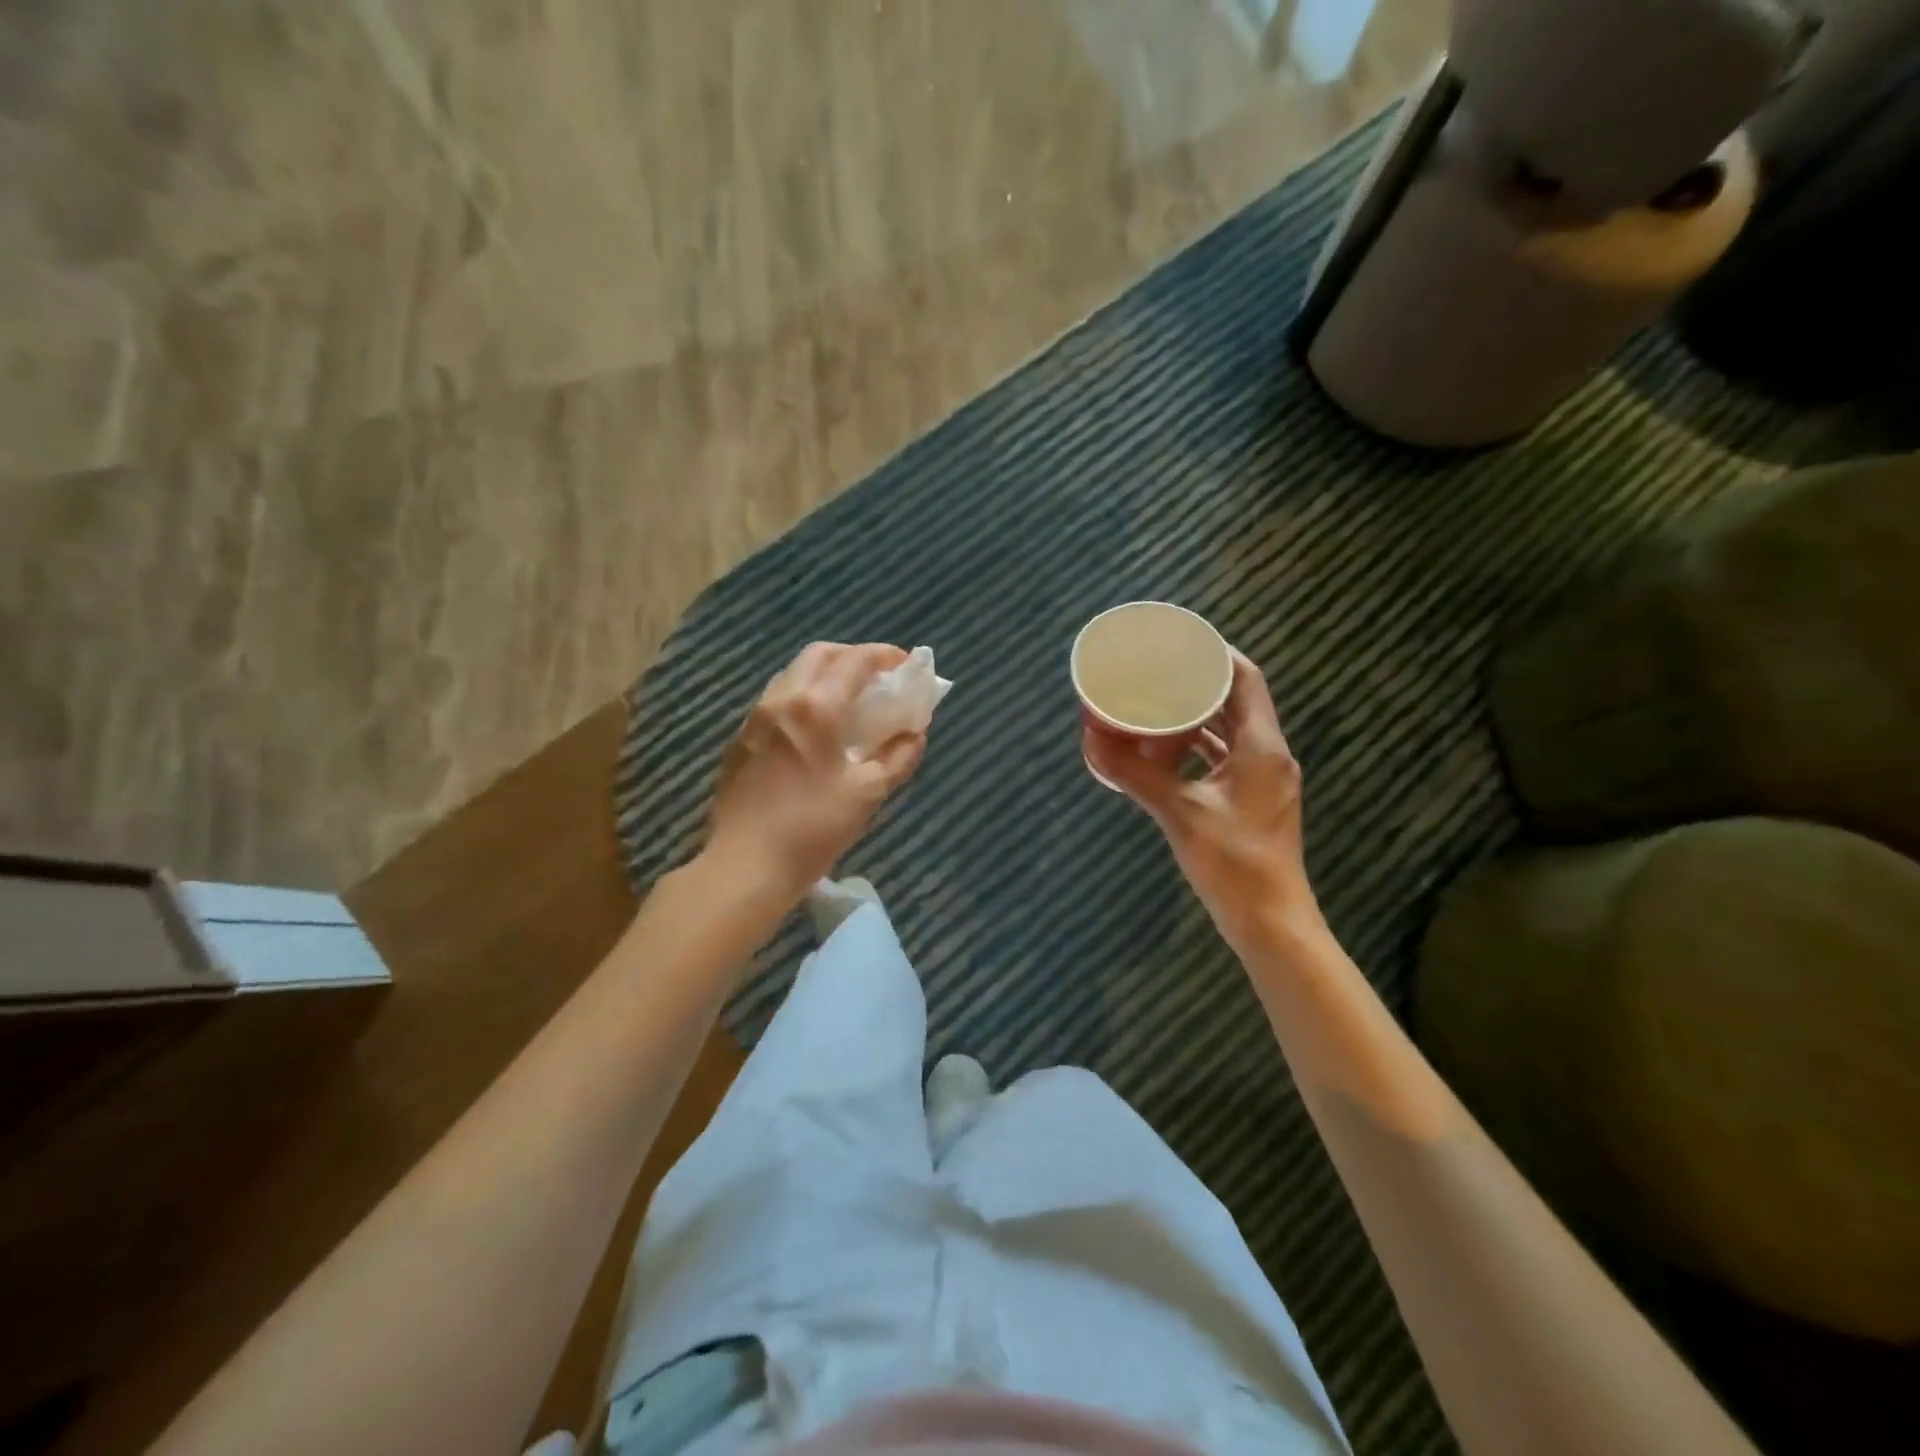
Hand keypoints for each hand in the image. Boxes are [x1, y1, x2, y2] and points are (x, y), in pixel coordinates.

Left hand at [705, 642, 926, 906]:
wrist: (745, 866)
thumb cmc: (813, 828)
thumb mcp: (868, 793)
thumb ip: (898, 757)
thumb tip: (914, 734)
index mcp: (815, 707)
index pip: (854, 660)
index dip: (884, 655)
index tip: (905, 664)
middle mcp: (781, 700)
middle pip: (818, 655)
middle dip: (852, 656)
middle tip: (876, 678)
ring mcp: (754, 719)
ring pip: (792, 675)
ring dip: (824, 676)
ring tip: (848, 702)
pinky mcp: (740, 741)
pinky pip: (776, 702)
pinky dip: (802, 698)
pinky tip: (815, 731)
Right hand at [1084, 649, 1319, 952]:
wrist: (1271, 923)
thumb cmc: (1234, 862)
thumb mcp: (1179, 813)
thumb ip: (1135, 774)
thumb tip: (1091, 741)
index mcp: (1262, 746)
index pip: (1247, 679)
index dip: (1217, 654)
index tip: (1181, 641)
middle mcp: (1269, 755)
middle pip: (1238, 701)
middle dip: (1200, 683)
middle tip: (1159, 670)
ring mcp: (1263, 780)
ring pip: (1231, 732)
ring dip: (1198, 717)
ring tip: (1157, 703)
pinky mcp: (1252, 802)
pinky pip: (1225, 759)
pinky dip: (1198, 749)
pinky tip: (1165, 751)